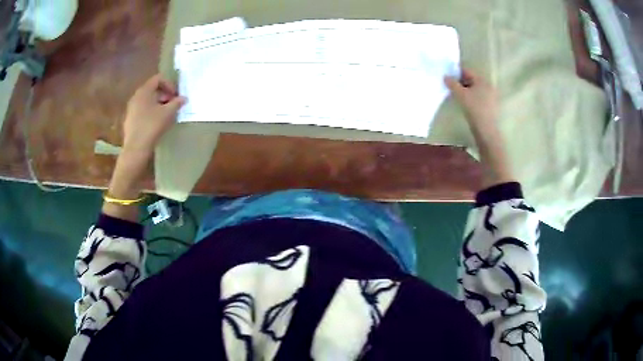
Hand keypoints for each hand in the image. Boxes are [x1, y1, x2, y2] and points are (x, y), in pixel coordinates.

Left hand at [122, 74, 185, 158]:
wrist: (136, 148)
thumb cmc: (152, 126)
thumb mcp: (168, 113)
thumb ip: (177, 103)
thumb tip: (184, 98)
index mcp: (144, 91)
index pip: (158, 79)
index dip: (169, 84)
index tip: (175, 96)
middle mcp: (136, 96)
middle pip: (152, 89)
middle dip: (164, 94)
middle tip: (172, 104)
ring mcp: (131, 108)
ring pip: (147, 100)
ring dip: (158, 104)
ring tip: (165, 114)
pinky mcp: (130, 119)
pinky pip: (142, 110)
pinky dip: (150, 112)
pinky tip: (156, 123)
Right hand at [444, 68, 498, 138]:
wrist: (486, 130)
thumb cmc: (474, 109)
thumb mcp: (461, 95)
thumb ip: (452, 84)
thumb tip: (445, 76)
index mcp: (482, 80)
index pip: (467, 72)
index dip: (456, 73)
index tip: (447, 77)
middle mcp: (488, 86)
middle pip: (471, 80)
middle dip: (460, 82)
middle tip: (450, 87)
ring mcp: (490, 97)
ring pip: (474, 89)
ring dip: (465, 91)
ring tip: (456, 95)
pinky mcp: (490, 107)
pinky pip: (478, 97)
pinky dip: (470, 98)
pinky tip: (465, 104)